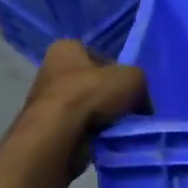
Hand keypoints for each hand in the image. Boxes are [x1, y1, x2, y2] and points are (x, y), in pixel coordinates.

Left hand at [17, 41, 148, 173]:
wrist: (58, 134)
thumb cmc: (90, 93)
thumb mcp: (131, 78)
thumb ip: (139, 83)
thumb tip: (141, 102)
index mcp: (65, 48)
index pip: (98, 56)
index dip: (118, 72)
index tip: (130, 89)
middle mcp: (51, 70)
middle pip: (92, 84)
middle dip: (110, 97)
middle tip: (129, 110)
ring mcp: (46, 101)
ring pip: (86, 108)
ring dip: (102, 118)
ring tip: (118, 128)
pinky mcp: (47, 128)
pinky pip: (79, 128)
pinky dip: (92, 134)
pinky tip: (104, 139)